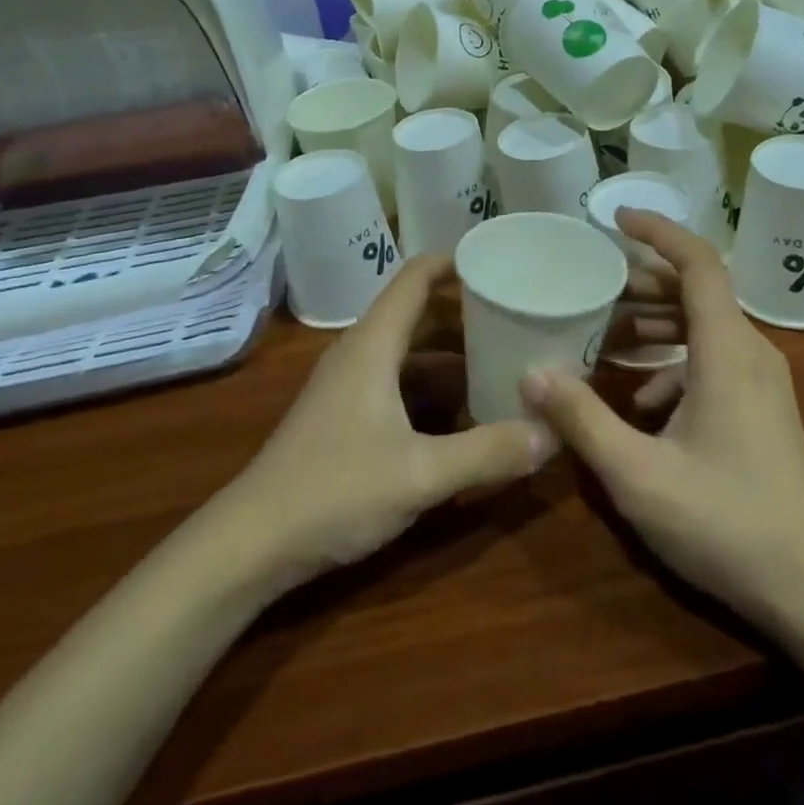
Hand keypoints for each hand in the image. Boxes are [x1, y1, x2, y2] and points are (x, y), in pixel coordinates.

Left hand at [225, 256, 554, 585]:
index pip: (415, 277)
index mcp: (374, 345)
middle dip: (466, 310)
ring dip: (451, 350)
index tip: (500, 260)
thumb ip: (488, 452)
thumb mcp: (420, 474)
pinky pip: (398, 379)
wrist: (250, 544)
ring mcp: (349, 385)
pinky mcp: (345, 415)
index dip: (455, 261)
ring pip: (408, 349)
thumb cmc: (333, 491)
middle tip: (517, 313)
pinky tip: (464, 409)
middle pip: (418, 311)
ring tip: (502, 355)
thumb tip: (552, 433)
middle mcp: (360, 353)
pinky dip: (433, 383)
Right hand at [521, 211, 803, 630]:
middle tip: (592, 285)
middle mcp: (750, 352)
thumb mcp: (639, 475)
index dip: (659, 232)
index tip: (616, 219)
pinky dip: (673, 362)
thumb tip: (531, 372)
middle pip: (697, 291)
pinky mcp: (762, 407)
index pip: (698, 262)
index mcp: (727, 349)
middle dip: (643, 282)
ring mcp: (762, 381)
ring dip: (655, 322)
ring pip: (704, 326)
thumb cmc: (726, 522)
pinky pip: (713, 360)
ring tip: (605, 333)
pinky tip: (641, 401)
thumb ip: (582, 419)